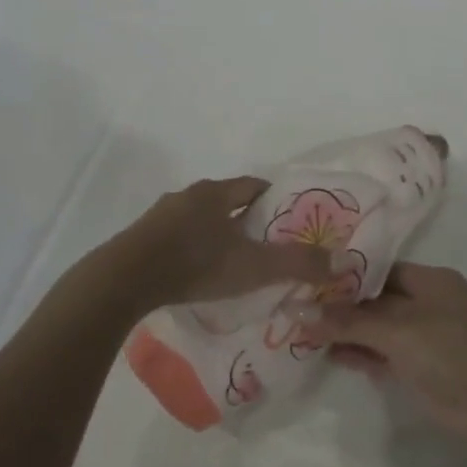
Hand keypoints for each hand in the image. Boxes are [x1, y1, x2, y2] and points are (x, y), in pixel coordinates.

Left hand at [106, 177, 330, 310]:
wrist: (125, 280)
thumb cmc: (196, 264)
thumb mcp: (254, 266)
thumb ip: (298, 264)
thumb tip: (342, 261)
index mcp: (216, 193)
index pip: (253, 186)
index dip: (273, 199)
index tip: (288, 218)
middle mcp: (188, 196)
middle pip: (225, 201)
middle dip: (245, 218)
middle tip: (264, 242)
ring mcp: (160, 216)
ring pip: (198, 218)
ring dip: (215, 233)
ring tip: (231, 260)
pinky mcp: (141, 238)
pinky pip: (175, 237)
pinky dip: (191, 248)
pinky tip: (195, 271)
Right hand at [300, 263, 466, 440]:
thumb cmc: (449, 348)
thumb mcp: (396, 329)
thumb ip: (347, 321)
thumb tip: (298, 310)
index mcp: (428, 280)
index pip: (378, 270)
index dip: (344, 275)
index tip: (307, 277)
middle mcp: (425, 303)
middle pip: (374, 299)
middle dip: (340, 305)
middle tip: (296, 304)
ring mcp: (422, 337)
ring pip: (376, 328)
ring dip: (345, 331)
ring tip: (302, 329)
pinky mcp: (418, 367)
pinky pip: (381, 353)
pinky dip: (358, 353)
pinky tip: (327, 353)